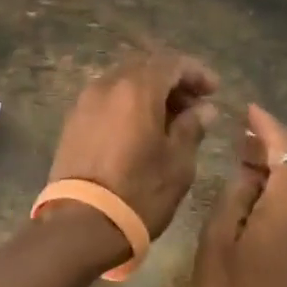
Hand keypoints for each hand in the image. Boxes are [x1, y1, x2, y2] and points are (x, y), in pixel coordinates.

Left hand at [45, 50, 219, 254]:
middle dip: (171, 80)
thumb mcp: (178, 162)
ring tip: (169, 119)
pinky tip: (141, 128)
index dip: (195, 72)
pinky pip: (106, 99)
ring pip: (122, 82)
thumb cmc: (139, 192)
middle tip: (193, 104)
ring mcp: (85, 102)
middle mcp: (107, 85)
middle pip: (144, 67)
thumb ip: (191, 127)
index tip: (213, 91)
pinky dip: (127, 104)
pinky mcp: (72, 122)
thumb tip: (203, 109)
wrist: (81, 224)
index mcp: (136, 89)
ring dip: (148, 92)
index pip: (171, 63)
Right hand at [192, 104, 286, 286]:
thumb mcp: (217, 246)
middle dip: (271, 147)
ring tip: (246, 167)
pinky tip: (260, 205)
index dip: (267, 125)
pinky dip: (284, 197)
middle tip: (240, 139)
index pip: (286, 148)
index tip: (249, 109)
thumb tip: (246, 172)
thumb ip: (233, 199)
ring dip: (278, 173)